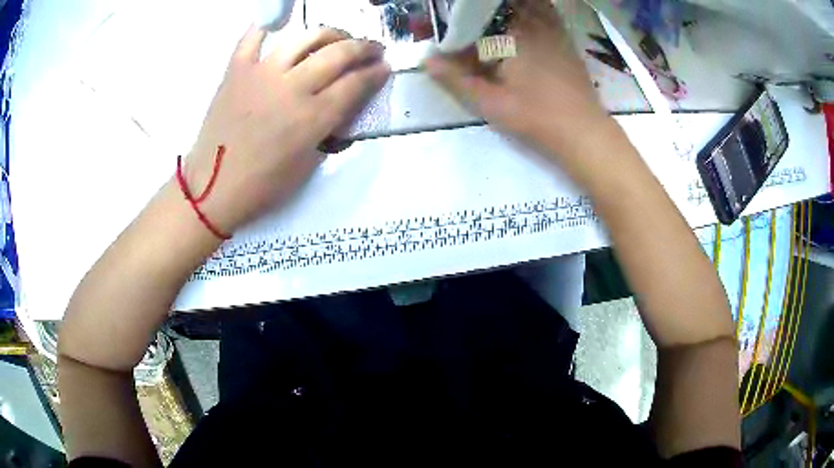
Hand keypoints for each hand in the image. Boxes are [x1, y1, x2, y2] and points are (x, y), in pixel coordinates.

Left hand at [182, 27, 389, 234]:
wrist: (213, 187)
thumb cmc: (262, 185)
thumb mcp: (308, 164)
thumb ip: (329, 129)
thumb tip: (344, 106)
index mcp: (312, 118)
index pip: (356, 84)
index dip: (376, 73)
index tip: (385, 67)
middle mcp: (291, 88)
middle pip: (338, 54)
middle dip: (364, 47)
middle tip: (372, 49)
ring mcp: (262, 74)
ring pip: (305, 37)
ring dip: (330, 33)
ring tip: (337, 38)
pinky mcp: (237, 70)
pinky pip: (253, 37)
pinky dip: (267, 26)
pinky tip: (281, 25)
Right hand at [425, 0, 611, 163]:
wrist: (582, 131)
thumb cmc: (535, 117)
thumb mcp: (490, 102)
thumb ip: (457, 79)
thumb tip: (427, 60)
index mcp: (513, 36)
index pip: (479, 18)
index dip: (462, 27)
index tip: (453, 42)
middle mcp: (534, 25)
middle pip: (503, 7)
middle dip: (483, 15)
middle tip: (472, 30)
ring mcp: (554, 31)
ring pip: (528, 6)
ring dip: (507, 10)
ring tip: (493, 26)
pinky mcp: (565, 40)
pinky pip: (547, 13)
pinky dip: (533, 10)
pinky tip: (523, 23)